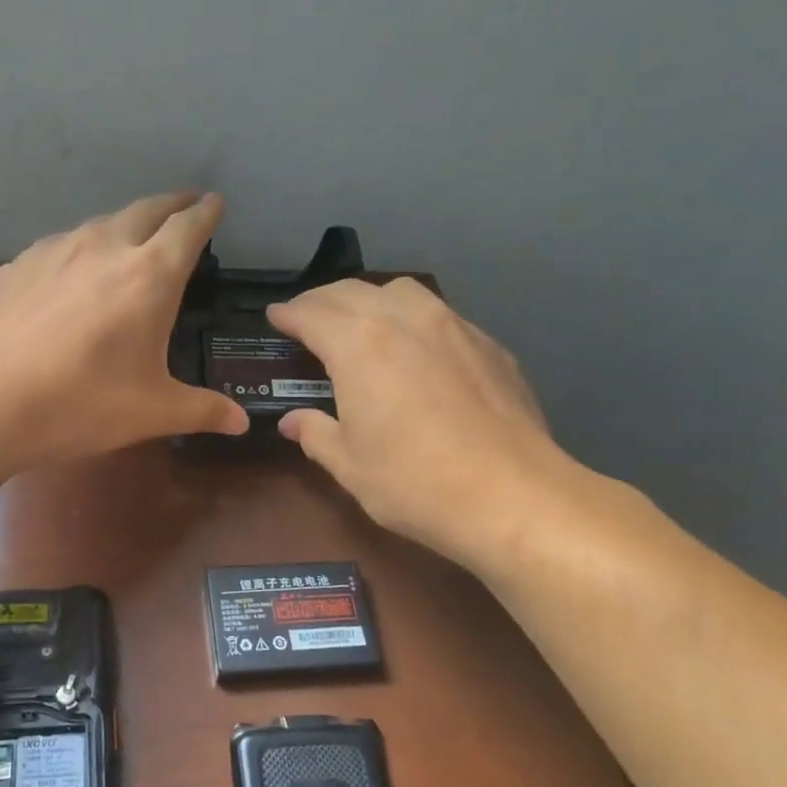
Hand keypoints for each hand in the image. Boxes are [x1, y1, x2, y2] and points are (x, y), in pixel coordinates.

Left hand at [0, 192, 248, 461]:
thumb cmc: (82, 403)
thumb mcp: (152, 412)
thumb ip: (202, 410)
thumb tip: (240, 423)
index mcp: (149, 275)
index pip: (188, 228)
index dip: (206, 213)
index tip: (215, 204)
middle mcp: (104, 247)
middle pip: (146, 209)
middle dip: (172, 205)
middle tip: (185, 206)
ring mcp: (54, 251)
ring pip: (100, 224)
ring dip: (124, 225)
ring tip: (130, 238)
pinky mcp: (16, 266)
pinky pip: (59, 246)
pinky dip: (79, 249)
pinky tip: (70, 274)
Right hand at [267, 278, 595, 570]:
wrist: (511, 495)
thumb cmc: (413, 483)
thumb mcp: (349, 465)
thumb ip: (316, 434)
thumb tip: (294, 422)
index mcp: (359, 345)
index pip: (312, 313)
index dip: (288, 314)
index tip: (275, 317)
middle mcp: (404, 319)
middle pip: (354, 291)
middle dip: (323, 300)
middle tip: (308, 317)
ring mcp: (454, 327)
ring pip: (403, 291)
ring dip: (372, 299)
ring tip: (363, 322)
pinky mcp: (489, 345)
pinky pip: (441, 315)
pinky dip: (415, 320)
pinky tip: (419, 350)